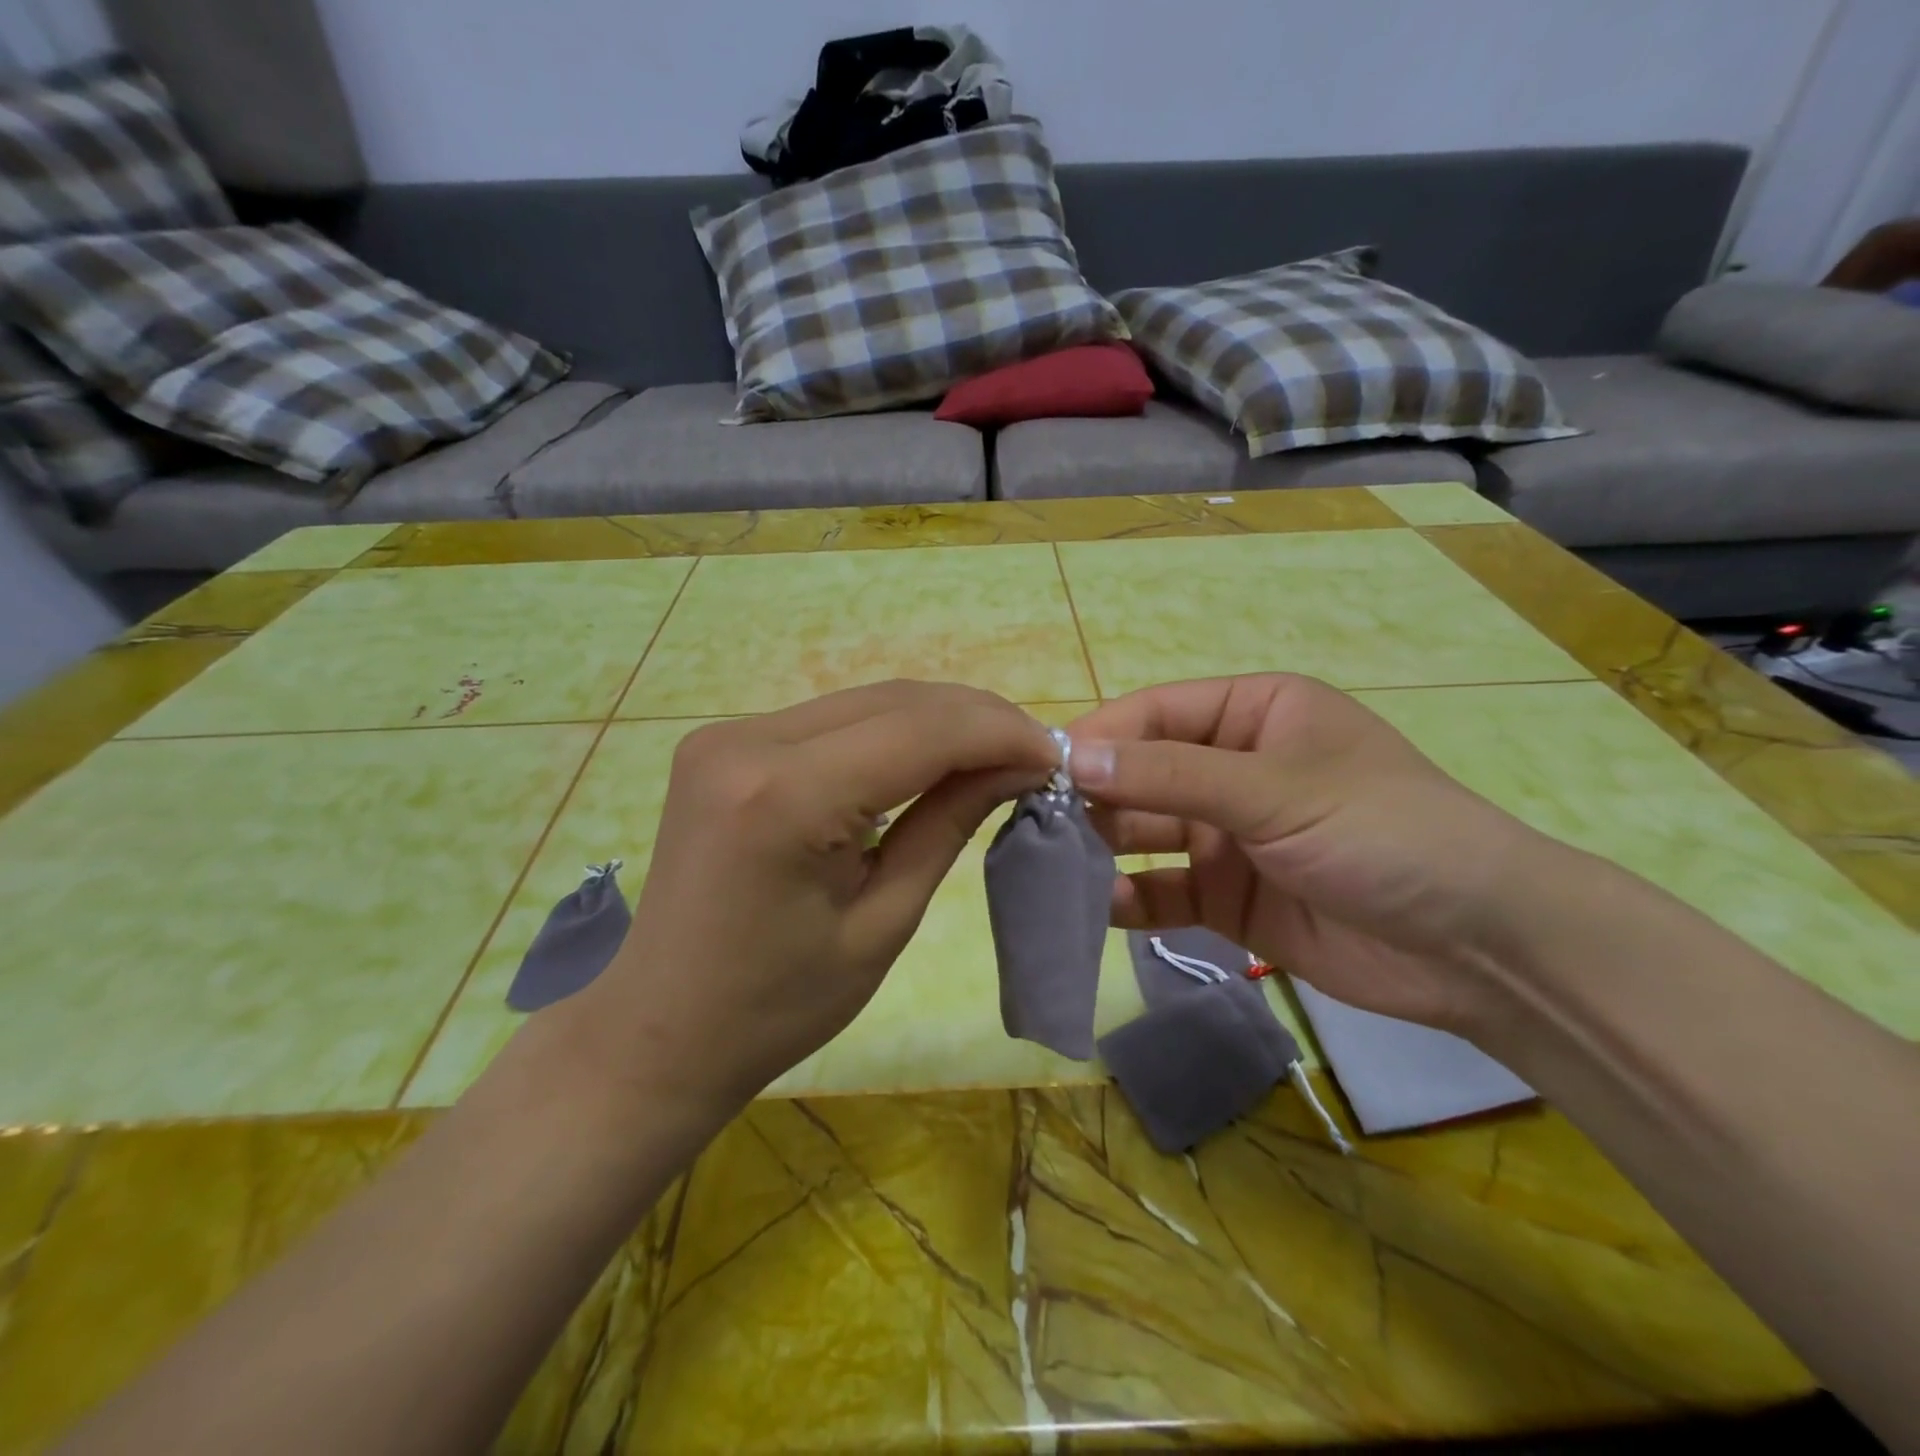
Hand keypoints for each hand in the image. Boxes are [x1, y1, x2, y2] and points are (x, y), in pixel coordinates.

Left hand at [565, 680, 1058, 1107]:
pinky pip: (830, 719)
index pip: (920, 731)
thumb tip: (1016, 766)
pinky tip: (925, 759)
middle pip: (894, 700)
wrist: (661, 1028)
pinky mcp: (723, 742)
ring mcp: (727, 734)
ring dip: (936, 721)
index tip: (1054, 757)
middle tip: (1031, 756)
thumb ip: (948, 824)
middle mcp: (748, 742)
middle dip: (975, 719)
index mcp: (785, 797)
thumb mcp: (884, 921)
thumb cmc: (778, 1005)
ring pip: (865, 701)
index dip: (999, 733)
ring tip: (991, 756)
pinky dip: (889, 732)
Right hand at [1068, 674, 1556, 1033]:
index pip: (1156, 714)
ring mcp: (1229, 837)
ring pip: (1147, 835)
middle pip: (1144, 774)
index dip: (1100, 737)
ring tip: (1052, 866)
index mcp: (1254, 715)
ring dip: (1104, 848)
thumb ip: (1170, 775)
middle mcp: (1235, 769)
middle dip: (1094, 797)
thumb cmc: (1383, 832)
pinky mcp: (1229, 899)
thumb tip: (1073, 758)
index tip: (1041, 769)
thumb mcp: (1274, 790)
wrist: (1480, 949)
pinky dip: (1131, 900)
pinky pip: (1165, 892)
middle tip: (1036, 824)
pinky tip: (1097, 910)